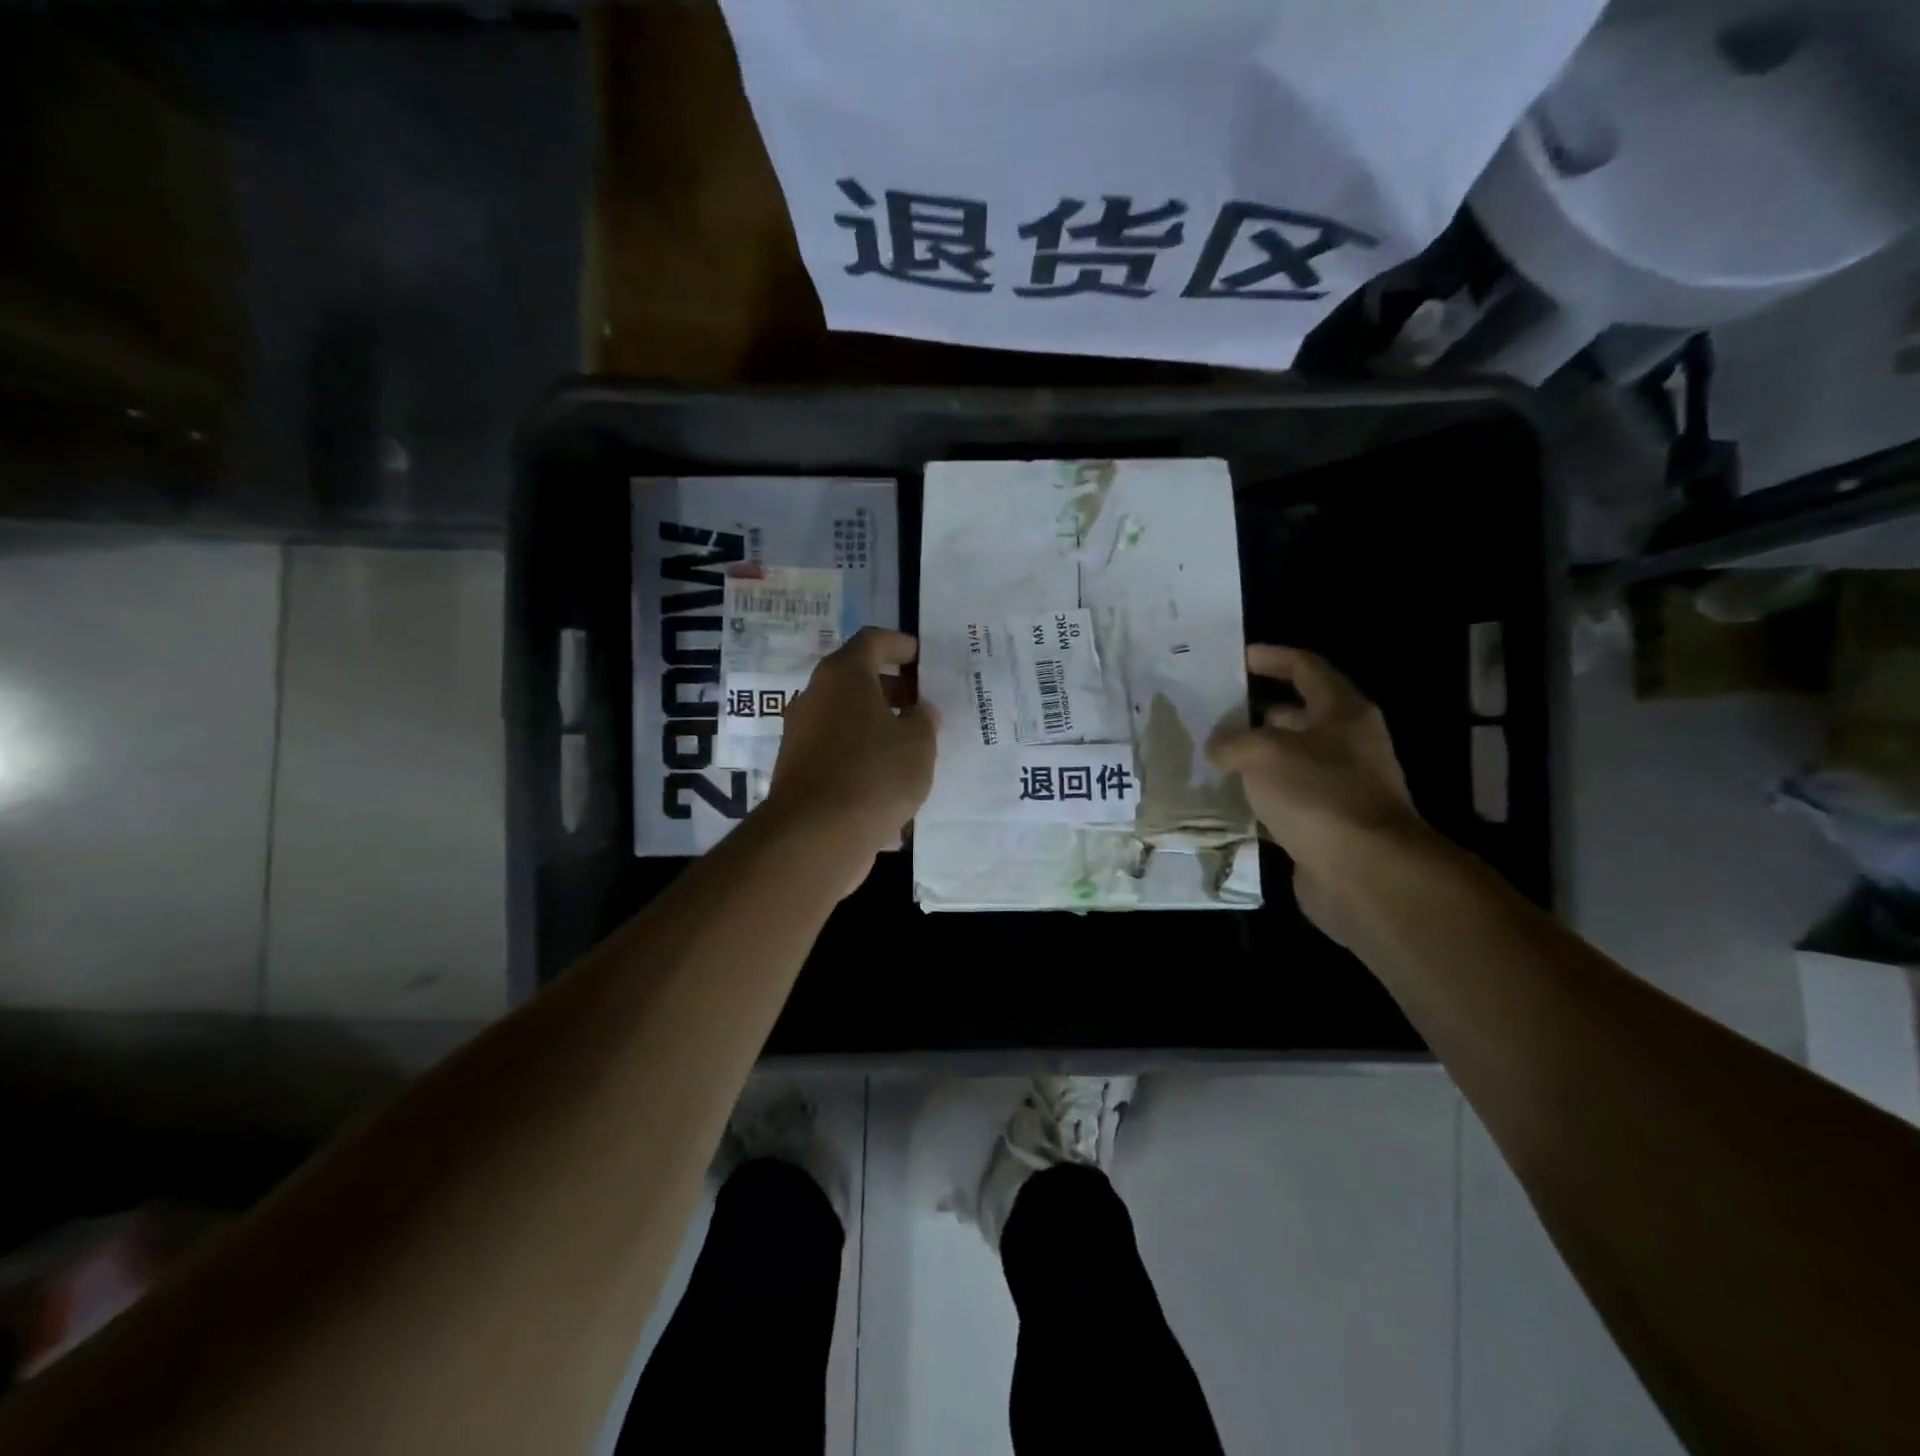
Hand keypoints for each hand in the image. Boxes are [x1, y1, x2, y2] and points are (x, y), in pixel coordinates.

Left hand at [764, 627, 937, 885]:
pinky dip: (861, 750)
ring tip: (911, 743)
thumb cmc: (875, 774)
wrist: (816, 835)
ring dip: (876, 721)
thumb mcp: (918, 744)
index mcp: (844, 675)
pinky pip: (836, 746)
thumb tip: (919, 711)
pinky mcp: (798, 767)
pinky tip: (887, 776)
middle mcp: (816, 695)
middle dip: (892, 687)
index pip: (873, 640)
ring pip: (845, 714)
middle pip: (856, 677)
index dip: (901, 645)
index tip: (924, 660)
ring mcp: (801, 732)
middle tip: (922, 704)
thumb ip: (924, 720)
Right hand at [1206, 645, 1420, 943]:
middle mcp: (1345, 744)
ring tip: (1206, 754)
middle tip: (1209, 711)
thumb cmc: (1318, 794)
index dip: (1272, 658)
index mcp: (1343, 712)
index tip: (1236, 658)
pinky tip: (1221, 798)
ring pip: (1285, 760)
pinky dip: (1255, 796)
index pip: (1306, 669)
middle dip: (1253, 711)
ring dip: (1250, 757)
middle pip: (1295, 715)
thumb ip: (1233, 741)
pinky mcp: (1323, 824)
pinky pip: (1282, 799)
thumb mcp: (1264, 753)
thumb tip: (1217, 746)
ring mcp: (1336, 786)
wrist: (1364, 873)